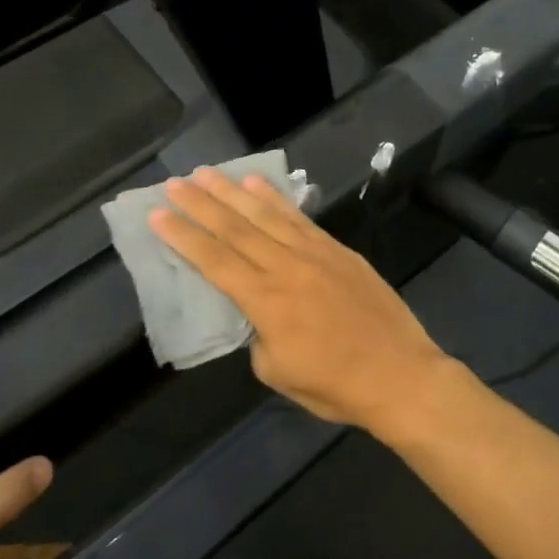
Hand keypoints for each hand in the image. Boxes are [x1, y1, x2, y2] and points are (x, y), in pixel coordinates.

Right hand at [149, 169, 458, 435]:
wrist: (400, 375)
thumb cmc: (335, 385)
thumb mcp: (278, 373)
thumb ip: (257, 335)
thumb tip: (256, 312)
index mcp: (266, 302)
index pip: (214, 261)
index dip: (183, 236)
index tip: (158, 214)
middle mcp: (286, 268)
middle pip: (235, 229)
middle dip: (200, 204)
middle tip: (174, 183)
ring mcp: (315, 254)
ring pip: (266, 215)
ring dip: (232, 192)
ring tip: (207, 173)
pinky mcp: (338, 250)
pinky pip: (299, 218)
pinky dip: (275, 199)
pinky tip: (256, 184)